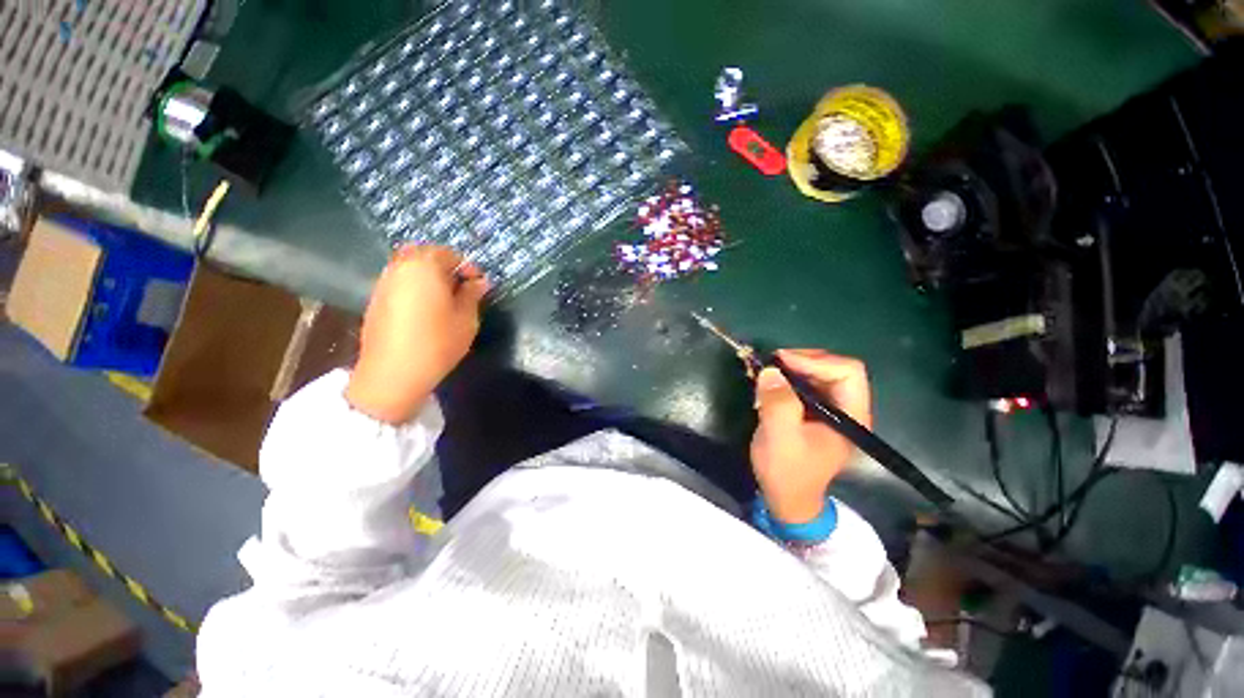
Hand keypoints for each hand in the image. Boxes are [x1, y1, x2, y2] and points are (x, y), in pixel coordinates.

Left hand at [345, 245, 488, 423]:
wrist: (393, 373)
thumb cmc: (438, 343)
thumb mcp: (466, 319)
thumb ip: (472, 295)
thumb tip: (479, 281)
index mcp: (425, 267)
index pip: (450, 254)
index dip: (468, 268)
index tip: (478, 286)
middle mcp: (400, 267)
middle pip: (425, 254)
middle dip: (445, 266)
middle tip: (461, 288)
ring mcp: (384, 282)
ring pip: (409, 267)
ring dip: (428, 275)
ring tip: (443, 299)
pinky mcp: (375, 299)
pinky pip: (399, 281)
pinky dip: (413, 286)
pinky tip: (424, 309)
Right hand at [750, 349, 871, 523]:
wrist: (785, 498)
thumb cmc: (787, 472)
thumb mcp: (780, 437)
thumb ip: (778, 403)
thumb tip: (771, 371)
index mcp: (852, 416)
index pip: (848, 371)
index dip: (816, 361)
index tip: (782, 362)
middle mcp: (847, 409)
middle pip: (834, 368)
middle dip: (802, 361)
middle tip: (772, 363)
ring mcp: (832, 410)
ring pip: (819, 373)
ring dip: (793, 368)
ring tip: (768, 373)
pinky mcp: (815, 412)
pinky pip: (806, 384)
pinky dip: (788, 379)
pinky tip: (771, 384)